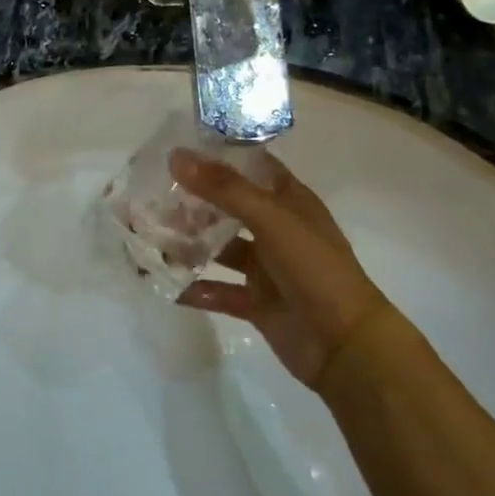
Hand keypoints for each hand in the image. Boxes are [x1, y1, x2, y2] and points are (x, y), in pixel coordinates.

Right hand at [170, 147, 394, 395]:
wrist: (346, 347)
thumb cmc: (315, 270)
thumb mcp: (272, 220)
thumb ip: (224, 189)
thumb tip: (176, 156)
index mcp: (289, 201)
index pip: (251, 167)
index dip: (218, 155)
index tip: (176, 147)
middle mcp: (276, 229)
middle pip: (227, 206)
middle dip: (192, 200)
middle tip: (150, 193)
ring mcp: (265, 268)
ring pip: (219, 248)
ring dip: (188, 242)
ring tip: (148, 234)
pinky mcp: (255, 302)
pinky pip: (217, 290)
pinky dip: (193, 288)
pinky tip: (162, 281)